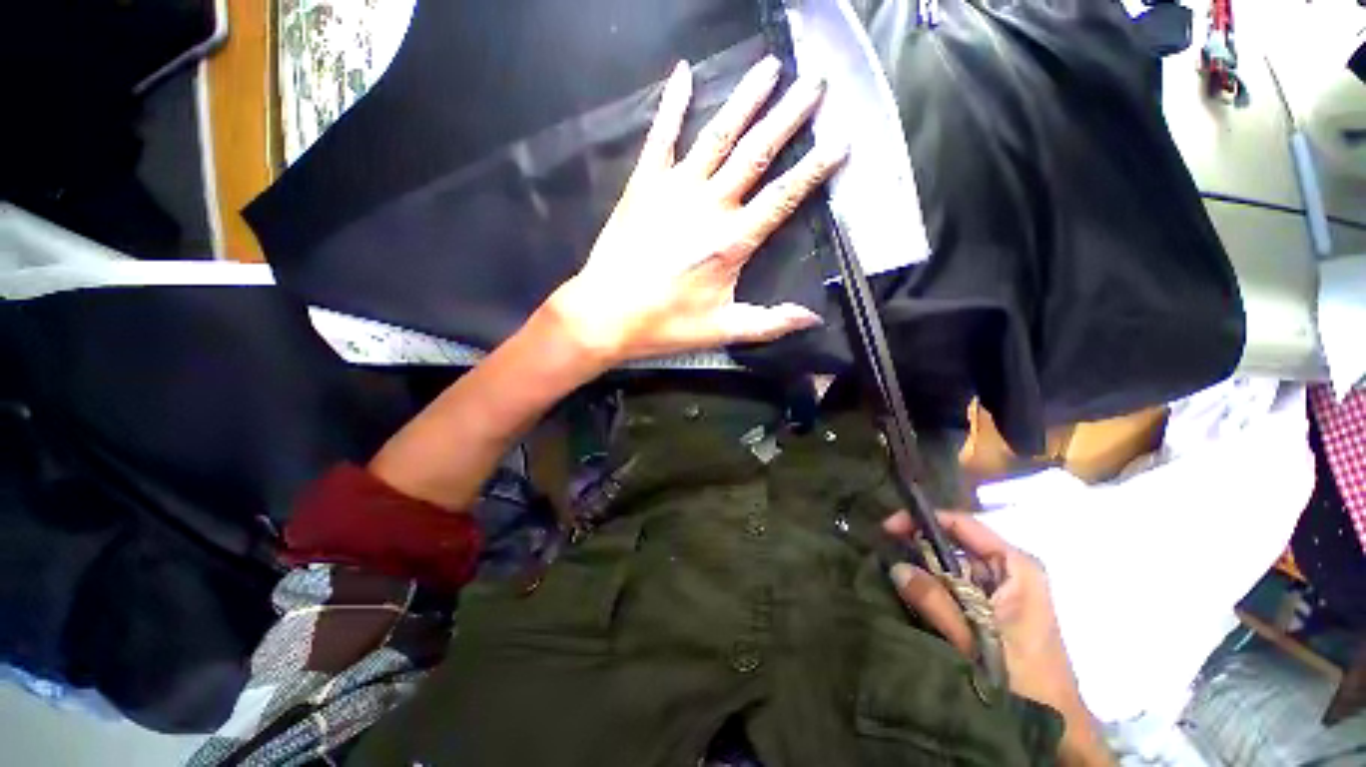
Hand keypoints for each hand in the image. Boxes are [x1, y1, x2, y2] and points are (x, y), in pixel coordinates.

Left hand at [542, 55, 846, 367]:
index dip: (814, 169)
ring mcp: (674, 189)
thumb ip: (770, 323)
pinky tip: (683, 73)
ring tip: (770, 68)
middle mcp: (709, 205)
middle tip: (815, 83)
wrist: (607, 314)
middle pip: (756, 153)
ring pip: (719, 136)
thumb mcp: (723, 330)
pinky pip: (661, 137)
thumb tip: (812, 318)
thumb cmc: (666, 324)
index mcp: (732, 241)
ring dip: (746, 99)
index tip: (841, 140)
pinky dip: (672, 104)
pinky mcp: (644, 185)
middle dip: (789, 116)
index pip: (783, 197)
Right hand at [882, 511, 1112, 766]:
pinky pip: (959, 587)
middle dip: (920, 547)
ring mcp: (1004, 589)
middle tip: (885, 551)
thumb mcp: (976, 640)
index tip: (888, 528)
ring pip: (956, 567)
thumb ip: (937, 603)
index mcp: (1016, 567)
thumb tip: (896, 567)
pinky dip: (937, 588)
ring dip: (926, 571)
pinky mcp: (996, 608)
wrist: (1058, 725)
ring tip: (894, 573)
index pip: (963, 525)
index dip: (922, 520)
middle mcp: (1011, 571)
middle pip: (957, 544)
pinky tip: (918, 597)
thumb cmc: (1025, 679)